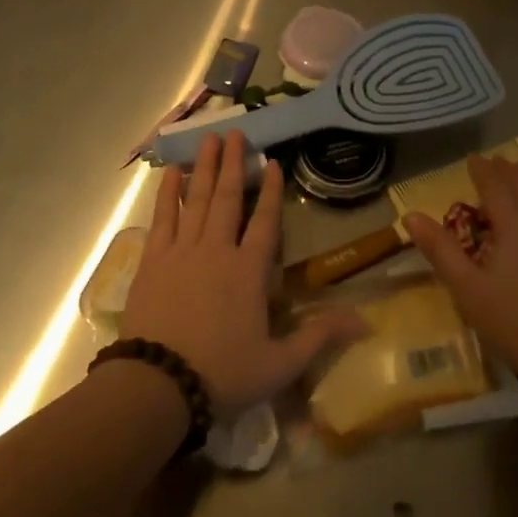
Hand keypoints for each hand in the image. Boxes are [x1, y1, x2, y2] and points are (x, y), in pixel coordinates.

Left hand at [123, 131, 366, 415]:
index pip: (264, 221)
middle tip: (235, 131)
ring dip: (203, 168)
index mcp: (249, 271)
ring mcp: (181, 252)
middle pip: (226, 198)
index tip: (272, 162)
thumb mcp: (280, 363)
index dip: (270, 191)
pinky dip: (168, 194)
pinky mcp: (153, 261)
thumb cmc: (223, 373)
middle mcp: (217, 251)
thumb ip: (319, 336)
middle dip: (232, 163)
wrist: (159, 385)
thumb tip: (364, 321)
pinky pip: (162, 218)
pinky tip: (170, 173)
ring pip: (195, 200)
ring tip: (207, 139)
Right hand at [405, 154, 517, 389]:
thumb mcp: (465, 286)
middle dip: (507, 171)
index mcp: (514, 226)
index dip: (483, 170)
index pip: (495, 187)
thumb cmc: (509, 319)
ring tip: (516, 176)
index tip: (472, 158)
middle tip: (495, 159)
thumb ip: (440, 249)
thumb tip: (410, 215)